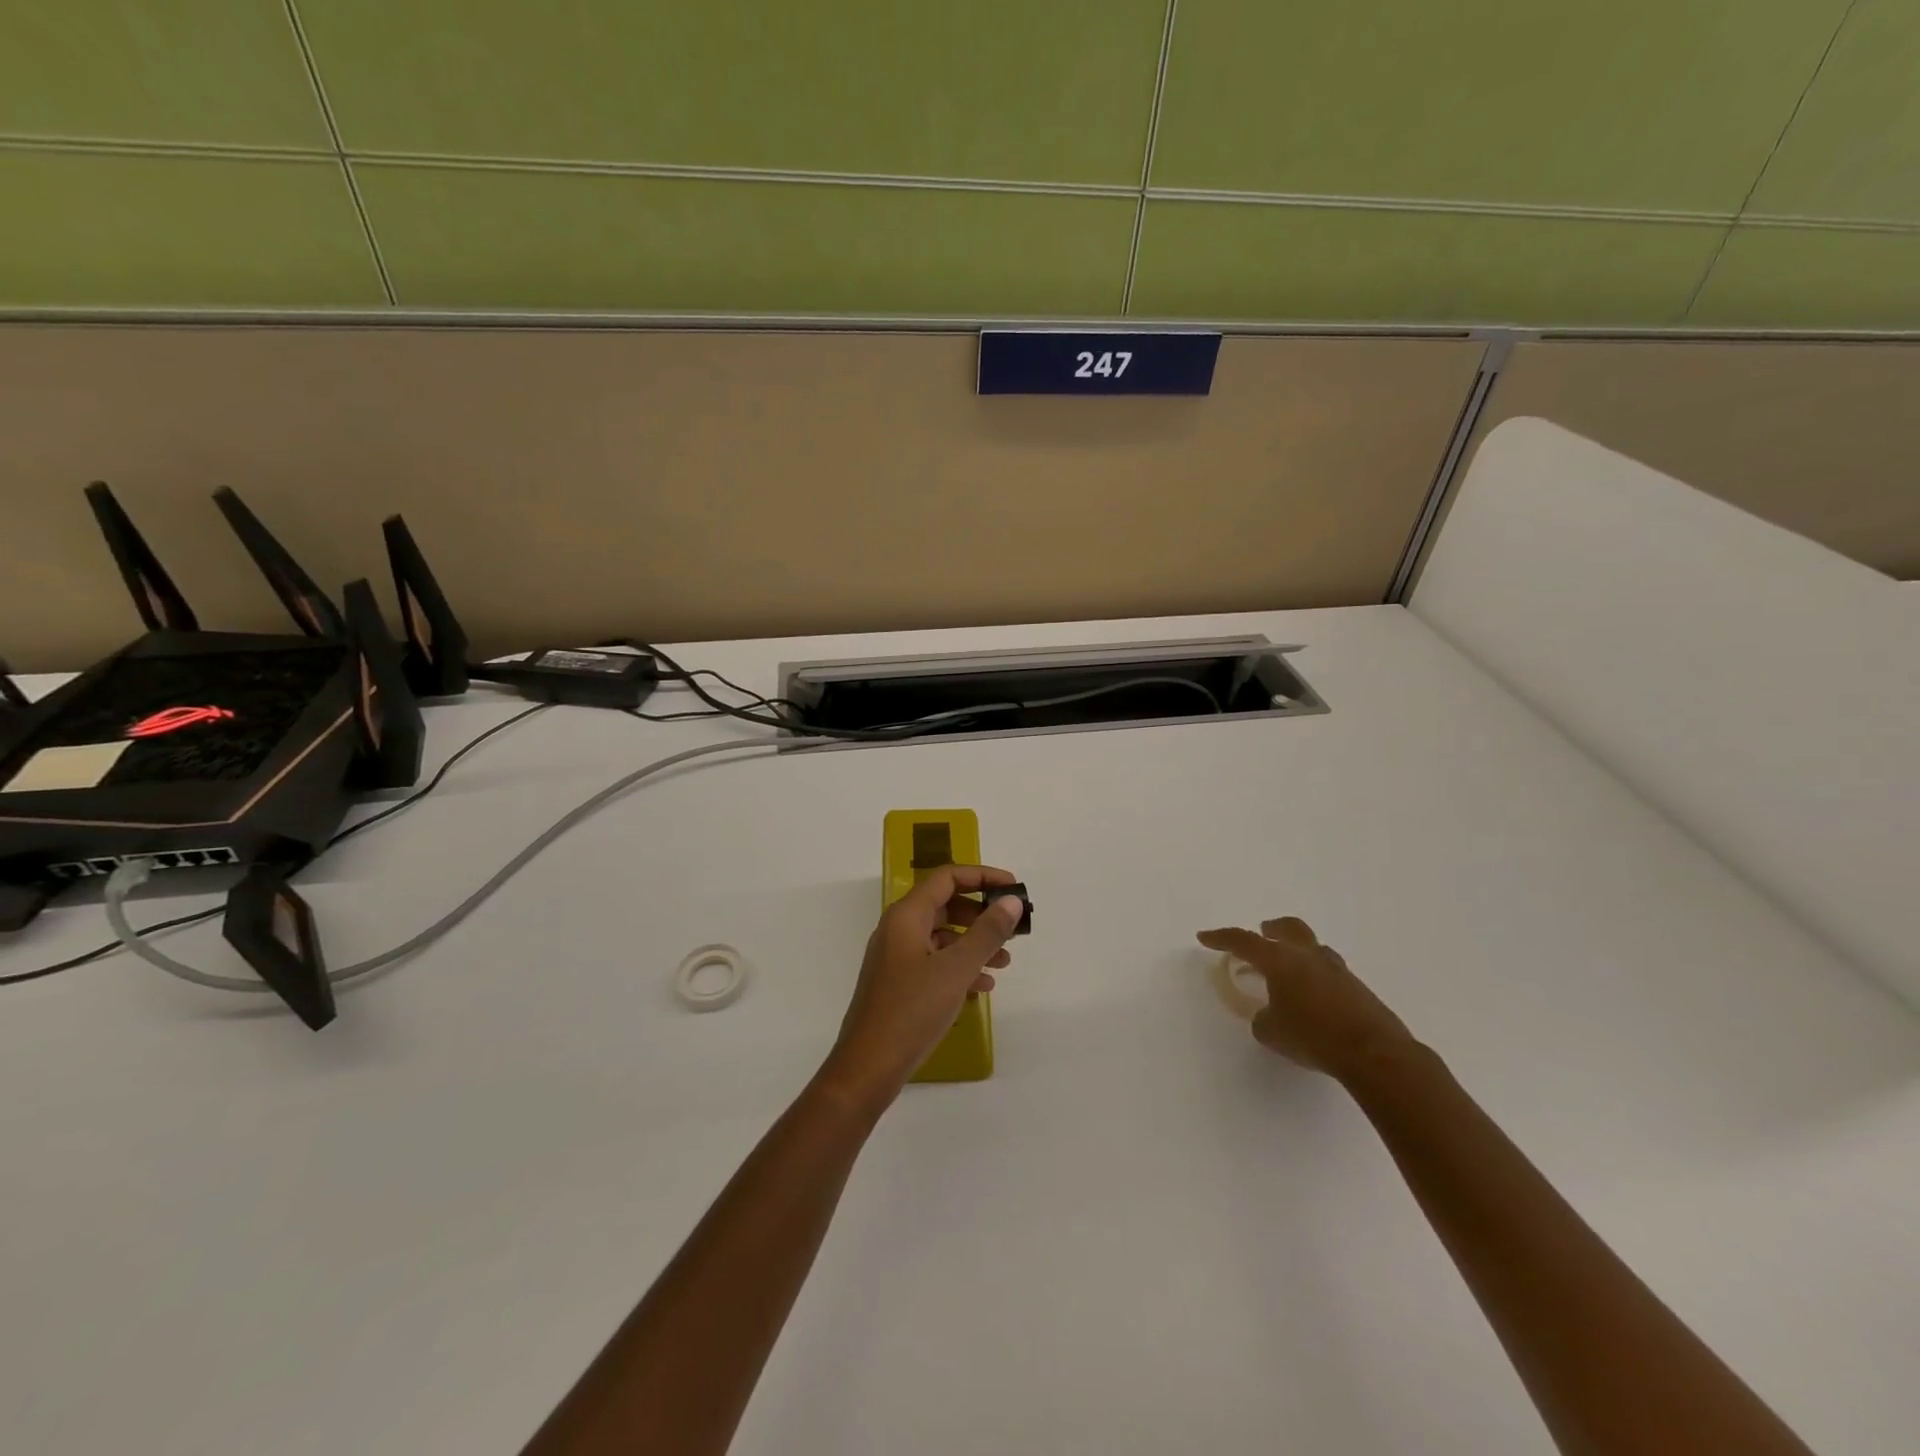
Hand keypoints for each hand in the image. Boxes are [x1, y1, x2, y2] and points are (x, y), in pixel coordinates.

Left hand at [822, 865, 1024, 1109]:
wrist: (868, 1066)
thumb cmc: (911, 1010)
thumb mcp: (956, 969)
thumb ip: (987, 932)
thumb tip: (1011, 901)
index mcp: (906, 916)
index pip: (947, 877)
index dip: (982, 876)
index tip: (1013, 888)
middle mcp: (898, 929)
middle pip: (945, 904)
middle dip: (981, 913)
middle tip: (1012, 928)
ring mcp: (896, 956)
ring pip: (942, 935)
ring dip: (974, 943)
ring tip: (1005, 961)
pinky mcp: (899, 982)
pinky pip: (934, 961)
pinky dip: (959, 966)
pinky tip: (983, 985)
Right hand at [1196, 916, 1412, 1079]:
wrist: (1374, 1053)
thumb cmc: (1313, 1037)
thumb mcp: (1271, 1032)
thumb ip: (1263, 1017)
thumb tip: (1270, 1014)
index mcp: (1280, 960)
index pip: (1243, 940)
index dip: (1221, 938)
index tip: (1204, 937)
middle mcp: (1308, 956)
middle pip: (1288, 928)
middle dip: (1271, 929)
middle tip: (1262, 934)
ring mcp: (1337, 969)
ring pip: (1313, 948)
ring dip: (1297, 952)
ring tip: (1289, 973)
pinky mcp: (1357, 988)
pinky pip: (1329, 972)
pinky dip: (1316, 977)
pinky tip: (1313, 999)